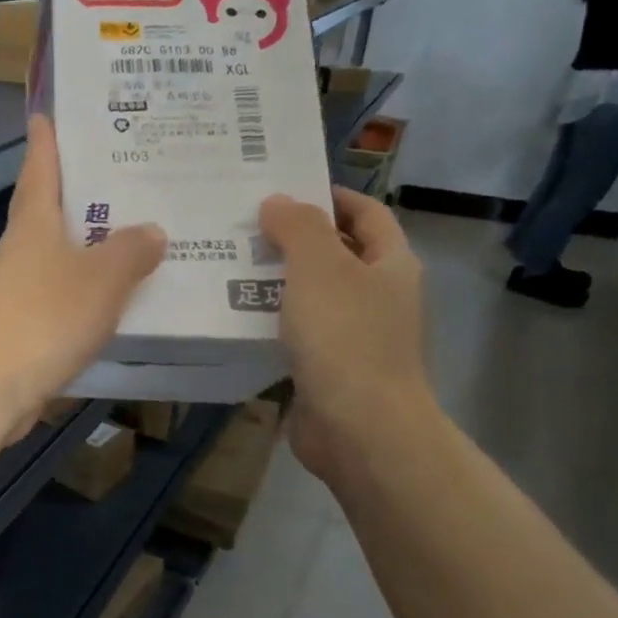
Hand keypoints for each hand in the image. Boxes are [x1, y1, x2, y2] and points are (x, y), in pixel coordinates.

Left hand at [0, 116, 164, 437]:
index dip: (46, 140)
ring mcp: (17, 285)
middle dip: (73, 185)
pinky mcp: (23, 320)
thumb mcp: (102, 278)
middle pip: (45, 205)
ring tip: (127, 225)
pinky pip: (60, 286)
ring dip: (83, 236)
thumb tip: (152, 231)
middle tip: (116, 166)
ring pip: (54, 248)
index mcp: (34, 222)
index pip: (39, 167)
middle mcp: (21, 247)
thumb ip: (131, 250)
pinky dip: (84, 279)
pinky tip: (112, 288)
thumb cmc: (47, 317)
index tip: (48, 112)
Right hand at [258, 188, 434, 481]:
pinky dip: (270, 320)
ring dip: (275, 280)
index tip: (284, 188)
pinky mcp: (328, 368)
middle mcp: (378, 296)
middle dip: (293, 238)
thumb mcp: (320, 268)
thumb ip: (298, 228)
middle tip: (242, 226)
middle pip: (336, 253)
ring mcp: (355, 335)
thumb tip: (277, 201)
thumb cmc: (346, 338)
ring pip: (312, 295)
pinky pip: (296, 332)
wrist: (359, 428)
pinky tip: (234, 316)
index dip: (331, 196)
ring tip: (226, 266)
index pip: (366, 213)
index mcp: (390, 264)